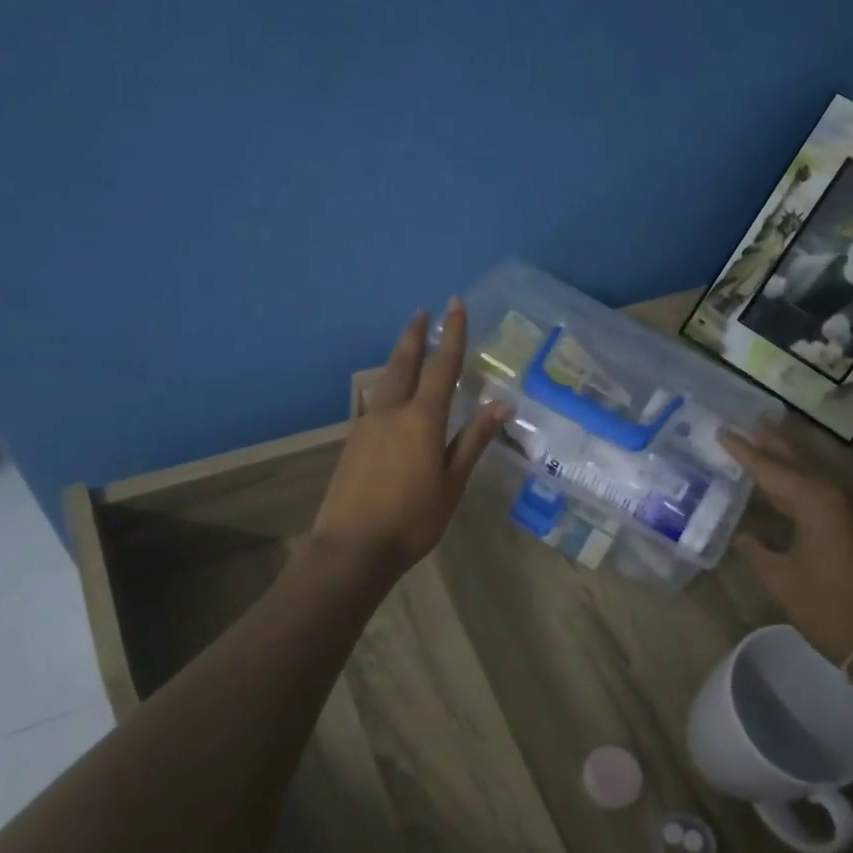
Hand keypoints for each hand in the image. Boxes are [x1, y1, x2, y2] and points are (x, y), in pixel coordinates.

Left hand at [312, 299, 506, 578]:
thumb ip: (473, 440)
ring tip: (407, 343)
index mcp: (422, 419)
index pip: (442, 366)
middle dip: (415, 335)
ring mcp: (367, 425)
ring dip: (399, 357)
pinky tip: (390, 395)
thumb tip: (500, 404)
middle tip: (422, 312)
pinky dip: (387, 386)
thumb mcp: (452, 483)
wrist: (352, 547)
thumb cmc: (412, 519)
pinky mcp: (353, 442)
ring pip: (385, 380)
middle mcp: (391, 412)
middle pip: (404, 363)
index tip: (455, 304)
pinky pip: (374, 402)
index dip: (452, 334)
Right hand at [721, 428, 852, 677]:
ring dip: (798, 461)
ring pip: (823, 476)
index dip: (744, 452)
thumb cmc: (833, 609)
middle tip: (755, 421)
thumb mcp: (783, 579)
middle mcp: (847, 493)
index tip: (723, 432)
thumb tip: (744, 535)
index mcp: (819, 500)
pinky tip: (806, 488)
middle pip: (802, 462)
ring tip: (776, 443)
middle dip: (776, 444)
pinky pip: (839, 494)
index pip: (771, 468)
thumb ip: (758, 550)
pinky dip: (816, 485)